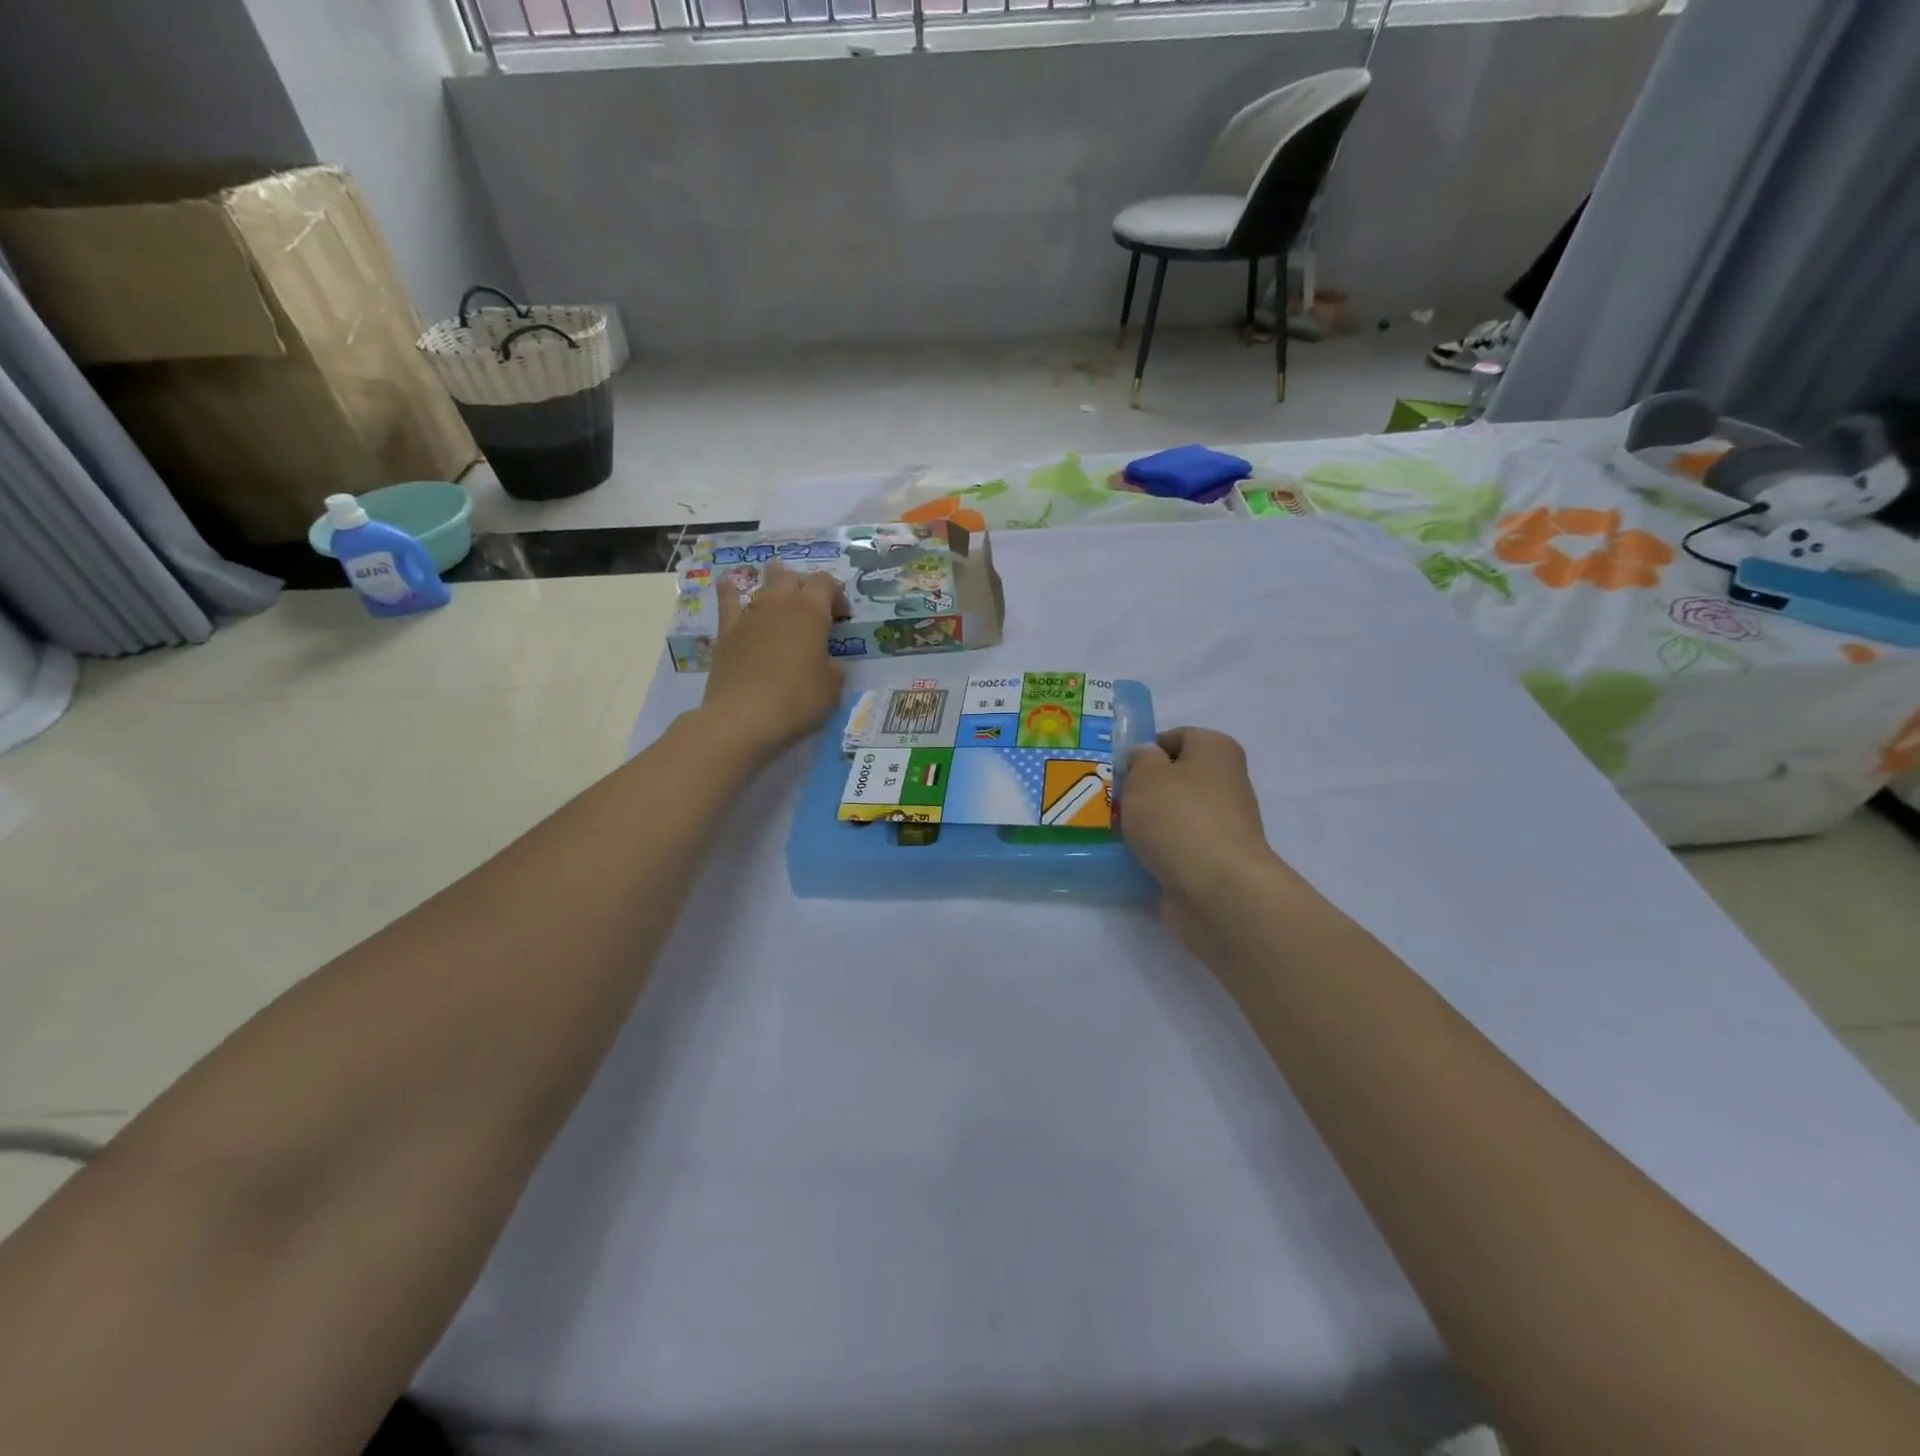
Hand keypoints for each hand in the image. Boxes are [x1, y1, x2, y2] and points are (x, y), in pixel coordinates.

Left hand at [697, 563, 846, 762]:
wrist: (743, 718)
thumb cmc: (797, 700)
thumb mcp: (832, 687)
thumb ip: (832, 666)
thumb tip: (825, 662)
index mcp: (811, 612)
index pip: (825, 582)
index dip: (836, 594)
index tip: (841, 617)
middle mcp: (780, 604)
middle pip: (792, 577)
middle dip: (805, 587)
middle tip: (813, 611)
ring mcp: (750, 615)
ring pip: (763, 584)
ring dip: (774, 585)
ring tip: (780, 593)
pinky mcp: (727, 632)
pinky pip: (728, 601)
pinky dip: (730, 591)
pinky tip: (728, 585)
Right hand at [1122, 729, 1291, 948]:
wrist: (1217, 888)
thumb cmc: (1178, 817)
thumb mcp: (1145, 775)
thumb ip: (1140, 759)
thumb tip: (1147, 758)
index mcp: (1216, 749)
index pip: (1177, 737)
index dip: (1146, 750)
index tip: (1120, 771)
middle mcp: (1227, 782)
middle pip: (1176, 778)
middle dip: (1144, 790)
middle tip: (1113, 802)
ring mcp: (1224, 824)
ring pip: (1175, 814)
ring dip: (1149, 823)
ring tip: (1118, 833)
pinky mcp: (1216, 859)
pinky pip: (1178, 846)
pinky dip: (1159, 851)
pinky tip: (1135, 859)